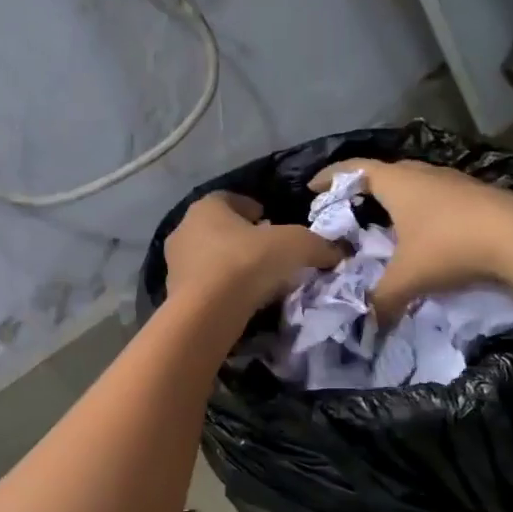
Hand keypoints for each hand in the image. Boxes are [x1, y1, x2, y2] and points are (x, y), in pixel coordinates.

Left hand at [165, 192, 340, 313]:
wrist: (206, 312)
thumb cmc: (247, 263)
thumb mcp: (295, 245)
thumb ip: (317, 245)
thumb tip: (338, 252)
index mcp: (206, 207)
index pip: (230, 199)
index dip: (252, 208)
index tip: (270, 220)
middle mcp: (184, 230)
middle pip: (218, 228)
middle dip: (242, 237)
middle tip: (267, 250)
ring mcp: (174, 264)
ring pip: (209, 257)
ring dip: (230, 264)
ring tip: (257, 278)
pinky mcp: (175, 294)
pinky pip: (204, 284)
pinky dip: (221, 288)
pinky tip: (242, 299)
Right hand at [309, 158, 512, 321]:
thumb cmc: (452, 246)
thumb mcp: (408, 278)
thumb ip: (381, 299)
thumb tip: (367, 324)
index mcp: (398, 183)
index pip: (354, 169)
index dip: (330, 176)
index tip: (312, 187)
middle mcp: (423, 174)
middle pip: (384, 172)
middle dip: (362, 187)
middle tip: (347, 208)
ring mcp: (454, 181)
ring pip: (414, 183)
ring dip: (396, 198)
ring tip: (385, 221)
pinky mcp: (477, 195)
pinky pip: (436, 195)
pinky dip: (421, 208)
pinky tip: (425, 232)